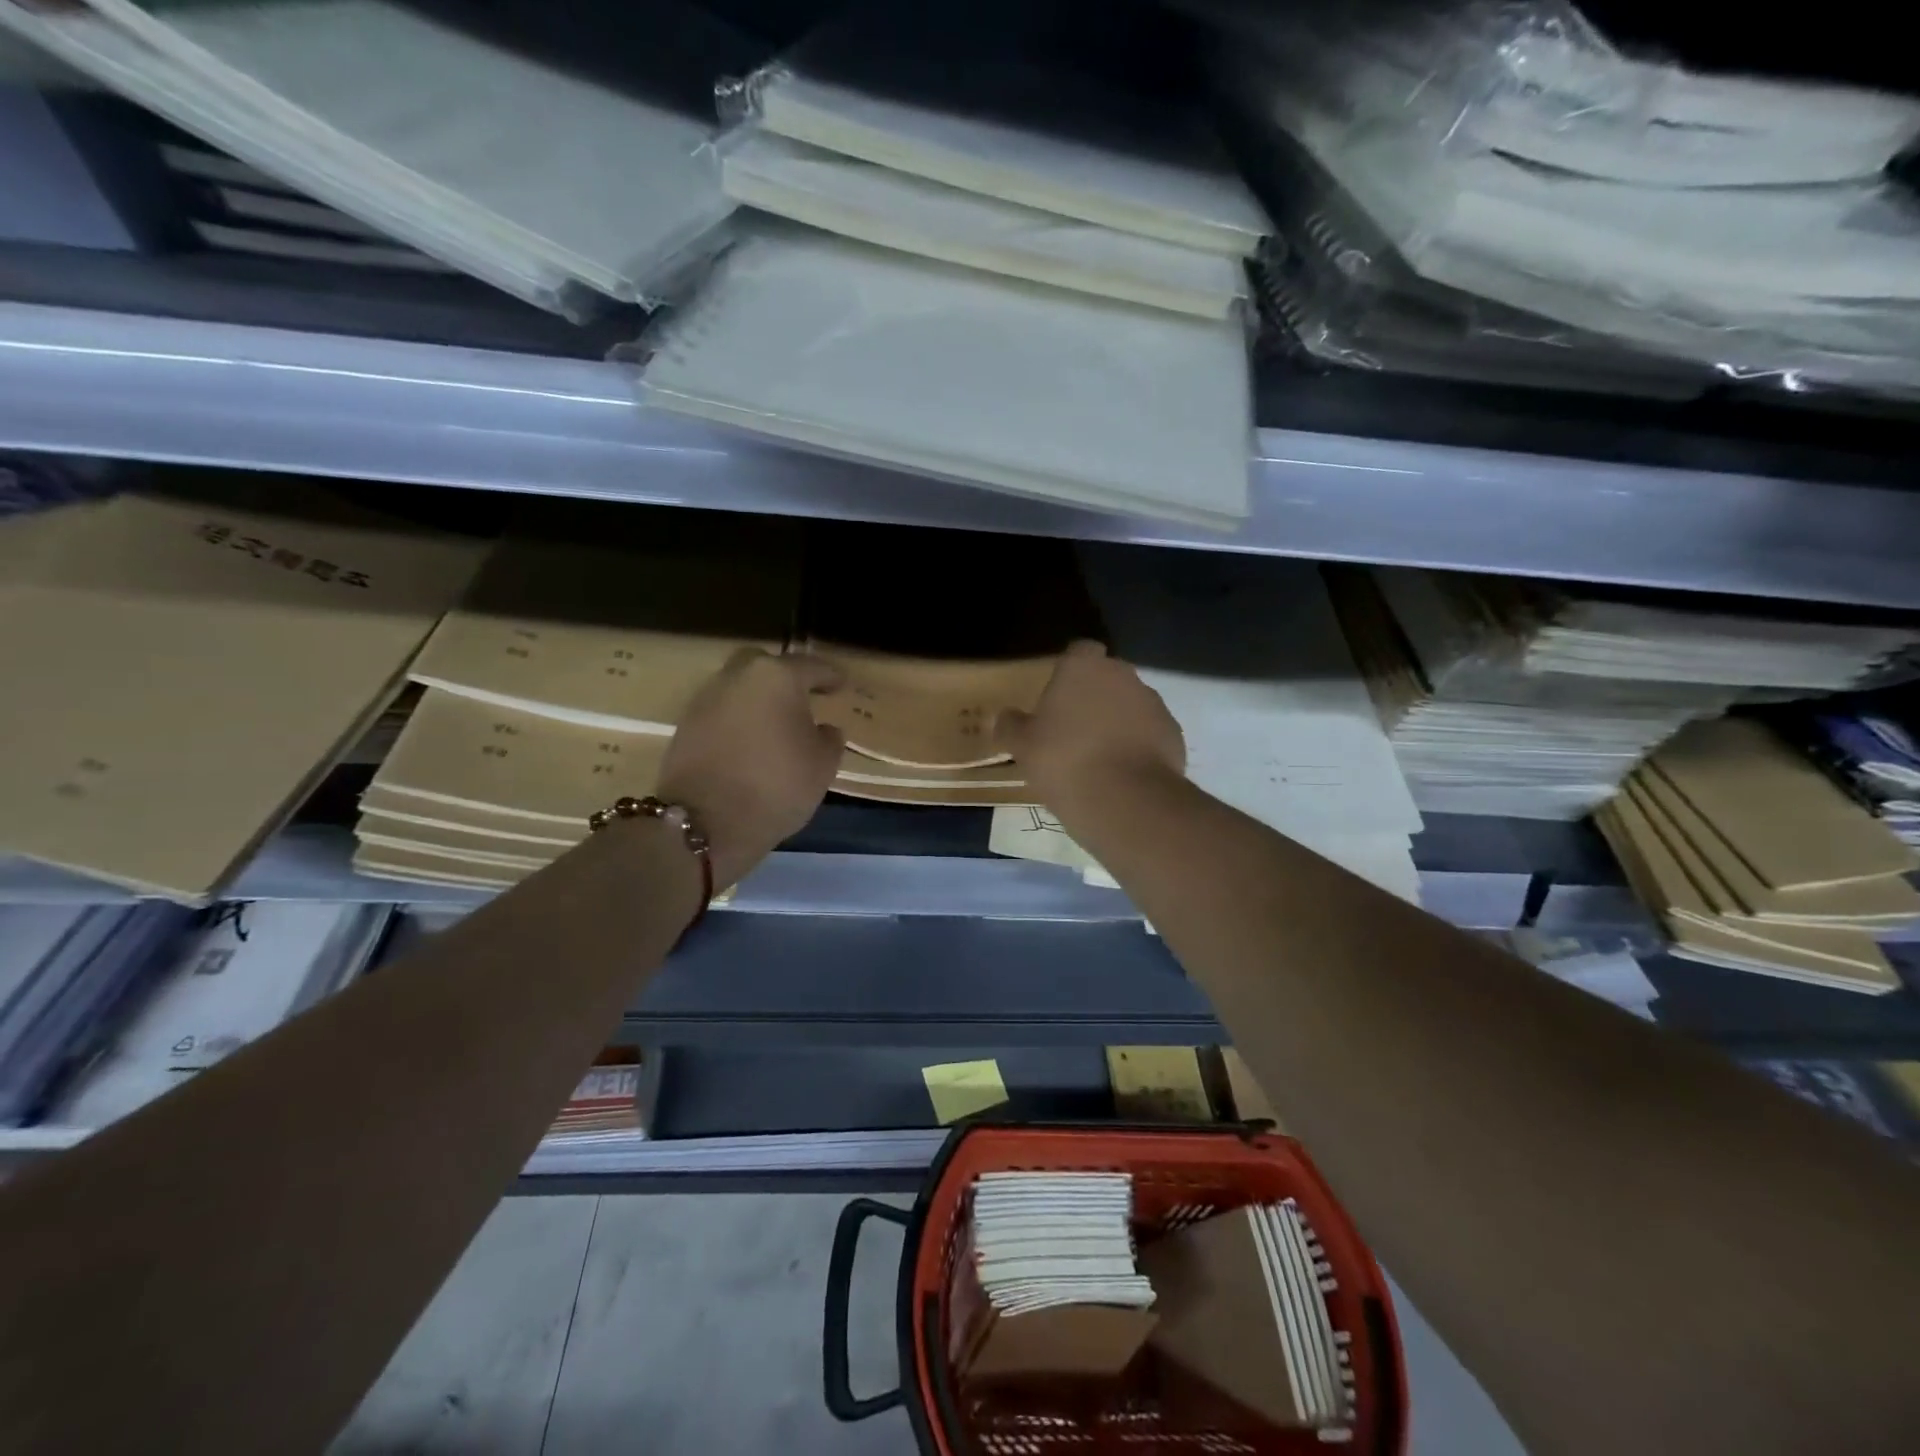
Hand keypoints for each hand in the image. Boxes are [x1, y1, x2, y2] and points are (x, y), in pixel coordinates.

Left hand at [657, 649, 845, 887]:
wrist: (704, 823)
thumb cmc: (776, 786)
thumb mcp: (822, 766)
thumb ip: (829, 739)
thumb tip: (824, 729)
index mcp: (777, 677)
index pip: (811, 667)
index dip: (830, 677)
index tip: (841, 685)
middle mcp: (737, 677)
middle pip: (765, 666)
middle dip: (784, 678)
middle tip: (801, 698)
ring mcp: (706, 699)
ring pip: (739, 688)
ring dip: (758, 700)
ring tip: (776, 725)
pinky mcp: (685, 726)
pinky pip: (722, 713)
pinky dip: (738, 721)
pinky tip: (751, 743)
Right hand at [995, 641, 1184, 811]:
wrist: (1126, 800)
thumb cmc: (1064, 761)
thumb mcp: (1022, 746)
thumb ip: (1011, 725)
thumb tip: (1004, 717)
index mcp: (1083, 668)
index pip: (1078, 652)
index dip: (1068, 671)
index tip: (1058, 695)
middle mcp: (1123, 675)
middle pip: (1107, 677)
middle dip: (1094, 696)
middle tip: (1073, 728)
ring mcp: (1154, 704)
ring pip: (1131, 705)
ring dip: (1118, 721)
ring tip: (1099, 756)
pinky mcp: (1174, 734)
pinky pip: (1150, 733)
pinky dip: (1139, 746)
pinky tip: (1123, 773)